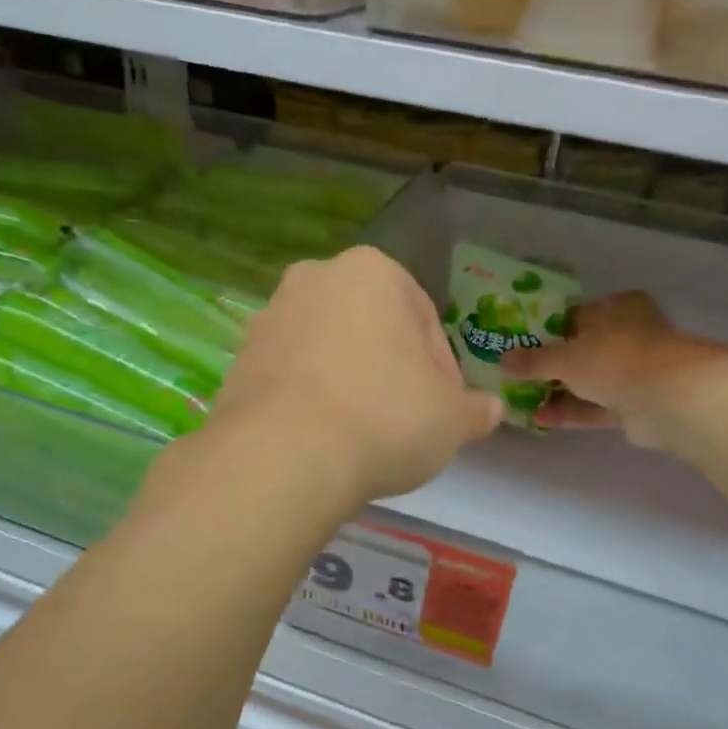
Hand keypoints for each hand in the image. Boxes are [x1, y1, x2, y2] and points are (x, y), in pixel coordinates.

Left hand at [209, 246, 501, 502]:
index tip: (442, 409)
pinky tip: (321, 439)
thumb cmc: (384, 418)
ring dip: (349, 382)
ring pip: (328, 350)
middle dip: (391, 369)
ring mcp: (269, 317)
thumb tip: (489, 409)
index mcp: (372, 271)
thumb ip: (475, 409)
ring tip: (360, 435)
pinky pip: (291, 376)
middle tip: (405, 419)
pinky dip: (310, 399)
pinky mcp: (238, 359)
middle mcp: (315, 279)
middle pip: (372, 329)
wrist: (283, 456)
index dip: (442, 369)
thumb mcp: (451, 419)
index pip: (424, 320)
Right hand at [502, 291, 727, 447]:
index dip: (548, 326)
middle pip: (582, 348)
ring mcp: (634, 372)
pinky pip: (595, 406)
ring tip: (521, 398)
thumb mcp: (564, 356)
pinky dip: (571, 411)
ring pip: (589, 380)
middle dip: (551, 363)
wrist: (669, 400)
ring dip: (558, 390)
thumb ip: (533, 359)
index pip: (577, 313)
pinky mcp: (635, 405)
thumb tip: (501, 359)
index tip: (520, 340)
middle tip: (516, 372)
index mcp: (618, 308)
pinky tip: (540, 418)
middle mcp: (629, 335)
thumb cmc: (615, 359)